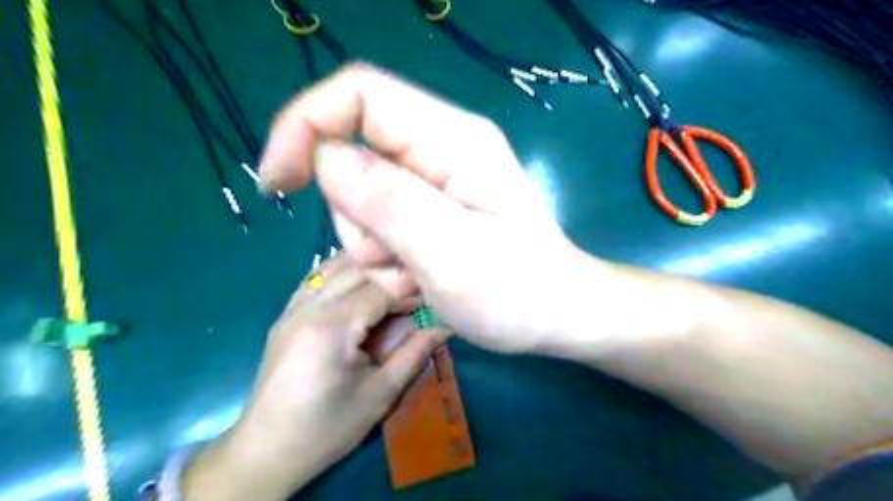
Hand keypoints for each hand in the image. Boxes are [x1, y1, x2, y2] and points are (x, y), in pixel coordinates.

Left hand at [182, 254, 445, 500]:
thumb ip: (415, 353)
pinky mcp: (286, 316)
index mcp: (332, 326)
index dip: (409, 291)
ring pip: (334, 268)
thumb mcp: (380, 394)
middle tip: (416, 288)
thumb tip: (447, 325)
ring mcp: (292, 308)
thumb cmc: (328, 427)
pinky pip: (315, 280)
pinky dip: (341, 273)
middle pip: (358, 271)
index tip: (431, 299)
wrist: (266, 451)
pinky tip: (358, 281)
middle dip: (391, 275)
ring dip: (366, 267)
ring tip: (392, 279)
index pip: (380, 289)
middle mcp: (309, 307)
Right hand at [256, 62, 598, 350]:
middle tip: (399, 262)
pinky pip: (377, 226)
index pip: (360, 94)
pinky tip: (422, 280)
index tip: (279, 183)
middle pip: (352, 154)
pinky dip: (387, 259)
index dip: (306, 124)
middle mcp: (440, 149)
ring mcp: (433, 182)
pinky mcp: (428, 211)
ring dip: (374, 247)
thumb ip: (391, 204)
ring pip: (359, 198)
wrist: (555, 316)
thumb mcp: (454, 254)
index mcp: (452, 141)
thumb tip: (327, 159)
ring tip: (418, 277)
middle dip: (355, 216)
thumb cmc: (519, 291)